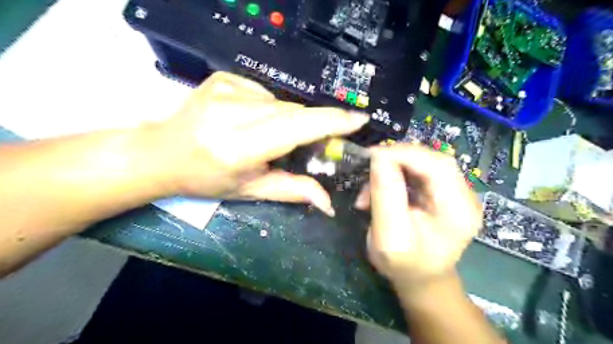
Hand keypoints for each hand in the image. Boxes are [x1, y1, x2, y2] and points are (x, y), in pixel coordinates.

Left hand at [148, 72, 368, 213]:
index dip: (331, 122)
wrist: (161, 153)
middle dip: (310, 126)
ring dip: (287, 120)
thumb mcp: (250, 190)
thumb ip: (292, 191)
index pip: (296, 127)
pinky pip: (265, 92)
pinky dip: (268, 108)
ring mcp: (226, 89)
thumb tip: (328, 203)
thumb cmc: (206, 179)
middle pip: (293, 112)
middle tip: (311, 143)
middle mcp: (233, 113)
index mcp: (239, 147)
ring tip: (268, 136)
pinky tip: (250, 120)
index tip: (358, 119)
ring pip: (281, 102)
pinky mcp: (223, 78)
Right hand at [355, 144, 484, 288]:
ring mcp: (457, 193)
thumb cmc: (404, 265)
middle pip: (433, 160)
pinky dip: (397, 173)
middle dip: (397, 158)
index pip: (437, 166)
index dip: (403, 154)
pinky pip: (420, 171)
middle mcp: (466, 197)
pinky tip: (381, 188)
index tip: (371, 156)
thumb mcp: (388, 237)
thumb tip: (379, 158)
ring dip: (394, 167)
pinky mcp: (444, 191)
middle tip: (369, 164)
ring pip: (424, 162)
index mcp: (459, 212)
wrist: (420, 277)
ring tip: (370, 187)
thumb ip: (386, 197)